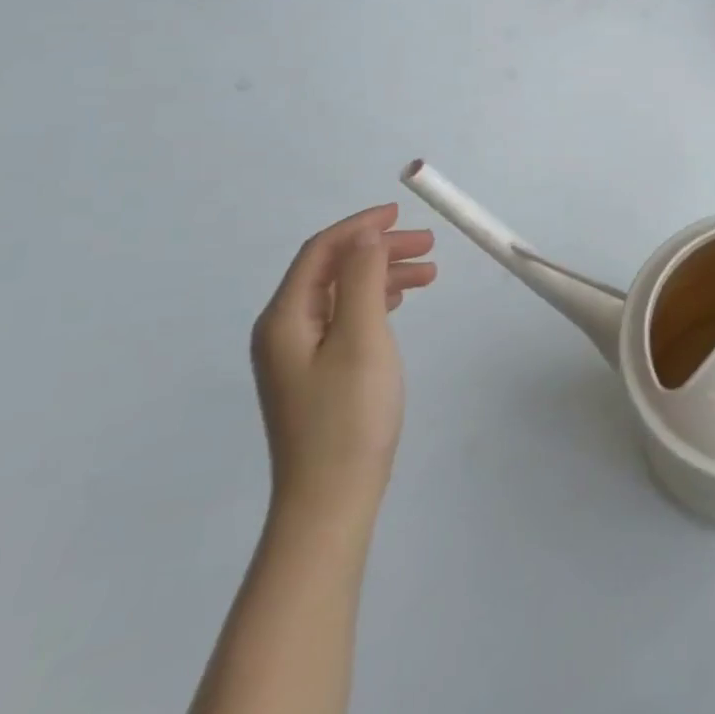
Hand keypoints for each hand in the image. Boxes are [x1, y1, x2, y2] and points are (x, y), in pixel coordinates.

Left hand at [251, 205, 436, 525]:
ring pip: (342, 294)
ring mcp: (297, 354)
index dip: (361, 226)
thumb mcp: (362, 338)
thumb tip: (366, 235)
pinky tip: (400, 302)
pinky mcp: (315, 373)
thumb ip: (365, 280)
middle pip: (332, 270)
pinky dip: (375, 301)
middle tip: (429, 246)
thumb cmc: (349, 416)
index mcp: (285, 318)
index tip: (402, 214)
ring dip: (383, 275)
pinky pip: (345, 318)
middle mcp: (284, 330)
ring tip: (430, 273)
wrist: (331, 499)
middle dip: (379, 249)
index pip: (321, 252)